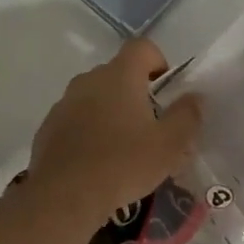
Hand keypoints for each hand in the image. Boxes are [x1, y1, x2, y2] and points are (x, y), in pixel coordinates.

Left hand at [28, 39, 202, 219]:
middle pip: (117, 73)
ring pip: (94, 98)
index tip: (166, 90)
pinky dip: (88, 131)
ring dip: (110, 113)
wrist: (64, 195)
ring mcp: (64, 103)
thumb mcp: (169, 145)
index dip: (158, 61)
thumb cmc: (124, 164)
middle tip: (150, 126)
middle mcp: (88, 80)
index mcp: (119, 76)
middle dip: (135, 93)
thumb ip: (187, 116)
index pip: (142, 47)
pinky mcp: (48, 128)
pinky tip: (96, 162)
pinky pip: (75, 120)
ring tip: (122, 148)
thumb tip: (194, 98)